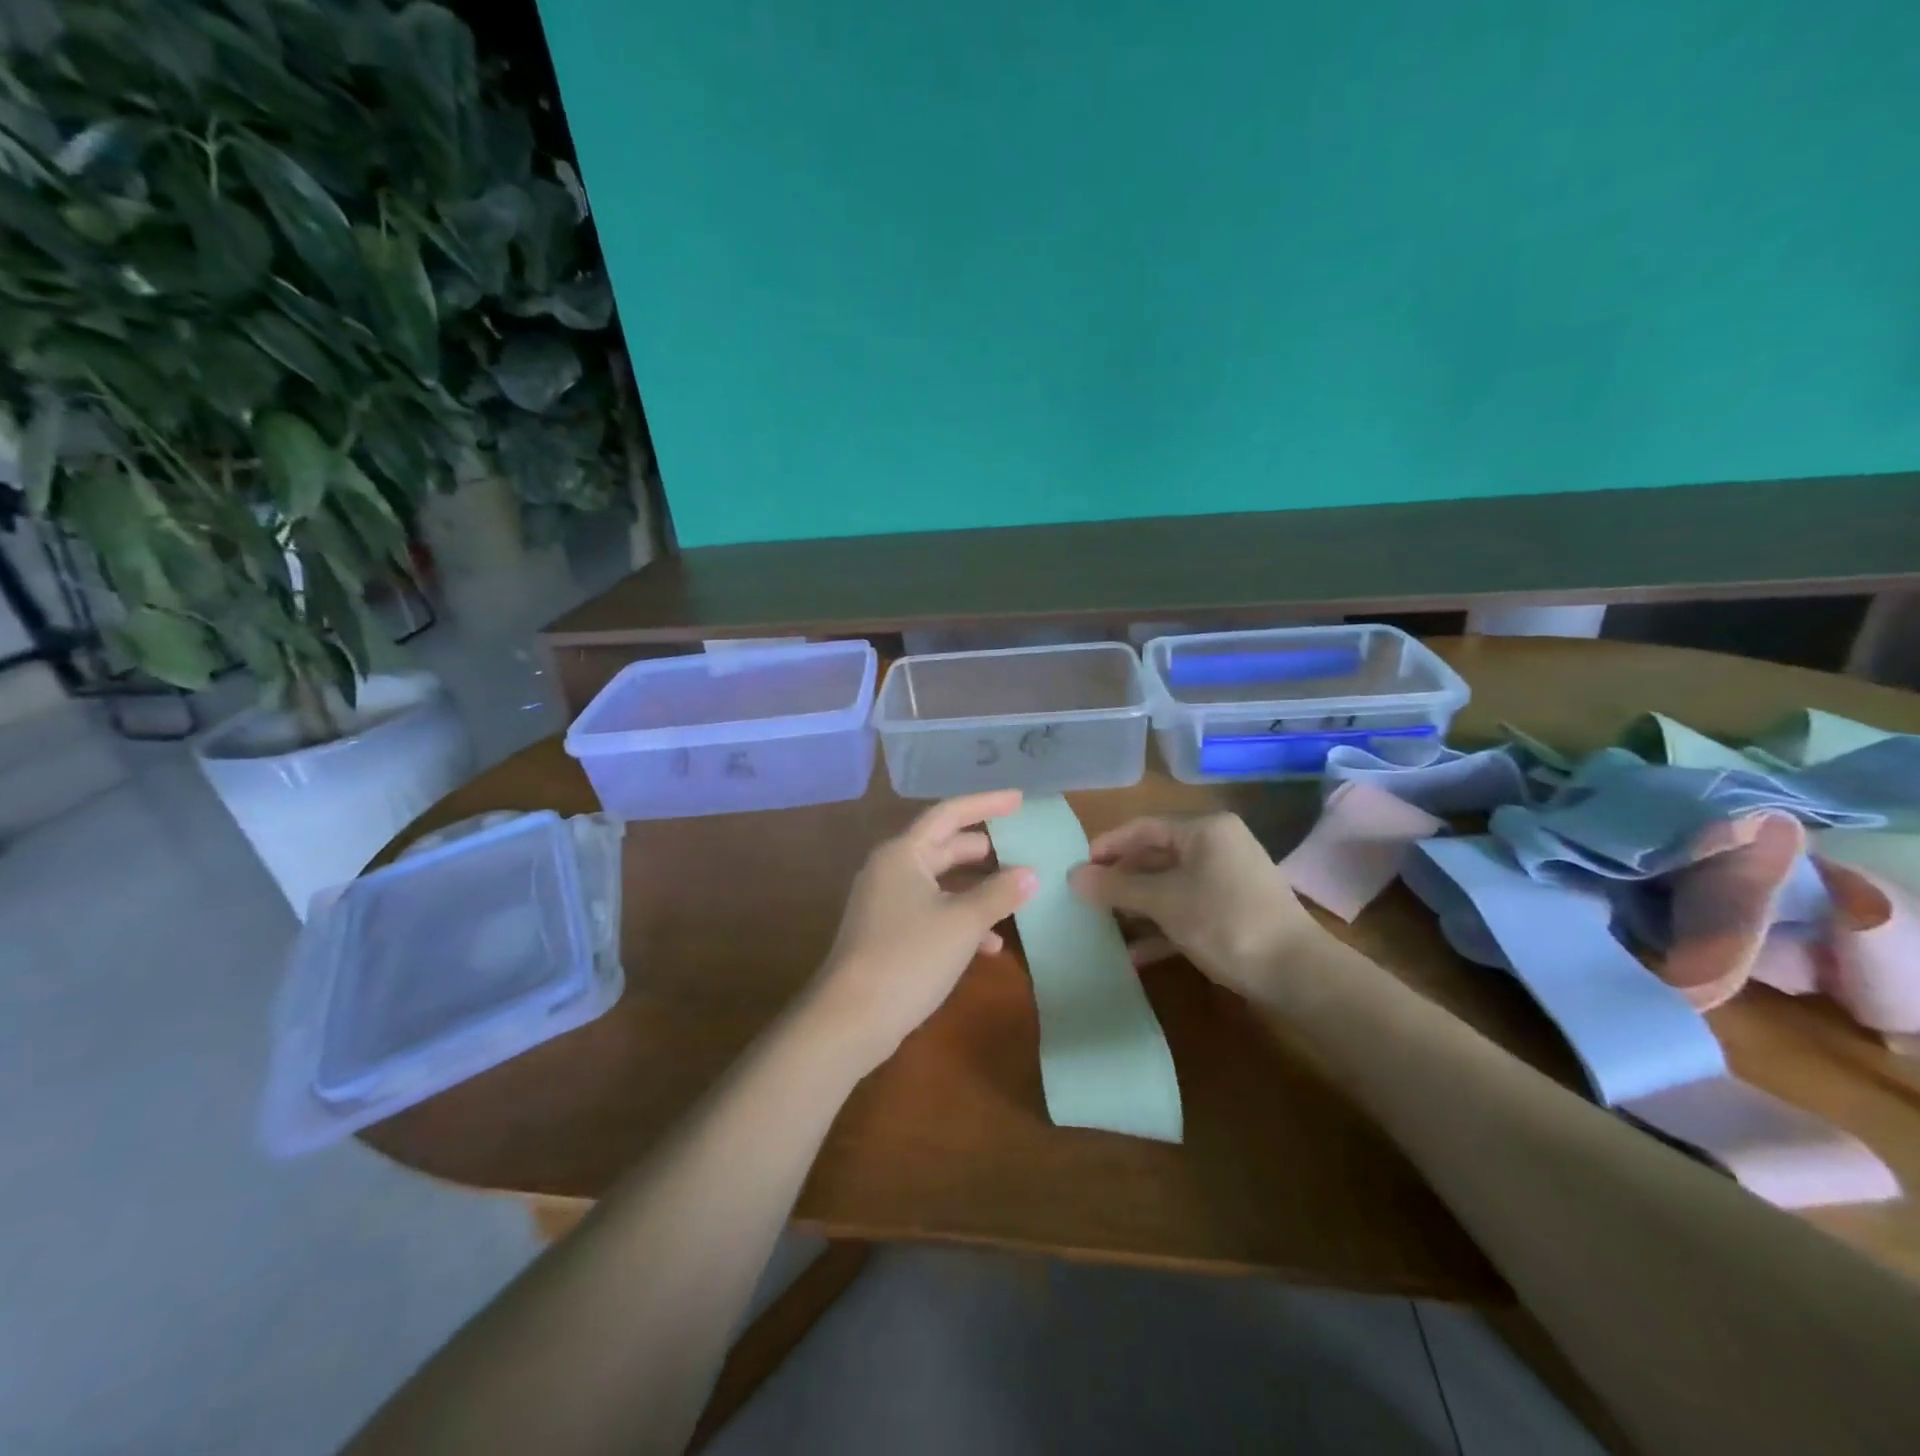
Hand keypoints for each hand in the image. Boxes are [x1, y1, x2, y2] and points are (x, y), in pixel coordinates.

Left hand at [803, 791, 1036, 1072]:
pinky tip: (990, 944)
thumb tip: (1030, 874)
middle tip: (1022, 845)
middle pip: (944, 846)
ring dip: (976, 888)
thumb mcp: (962, 922)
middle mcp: (891, 869)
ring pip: (940, 883)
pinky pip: (931, 912)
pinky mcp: (888, 933)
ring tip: (1015, 893)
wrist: (851, 1018)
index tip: (1019, 800)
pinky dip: (960, 920)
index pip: (949, 814)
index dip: (986, 804)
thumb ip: (999, 894)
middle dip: (984, 848)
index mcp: (904, 853)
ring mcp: (887, 902)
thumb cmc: (909, 956)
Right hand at [1068, 812, 1321, 998]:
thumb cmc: (1225, 921)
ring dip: (1137, 906)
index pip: (1144, 827)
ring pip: (1170, 886)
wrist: (1297, 974)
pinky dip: (1162, 928)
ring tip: (1102, 924)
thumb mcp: (1164, 902)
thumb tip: (1072, 876)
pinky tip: (1134, 954)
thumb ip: (1117, 886)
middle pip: (1156, 856)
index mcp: (1205, 830)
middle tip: (1086, 897)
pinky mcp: (1234, 913)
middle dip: (1121, 878)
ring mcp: (1228, 881)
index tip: (1078, 868)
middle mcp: (1218, 847)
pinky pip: (1187, 910)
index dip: (1108, 845)